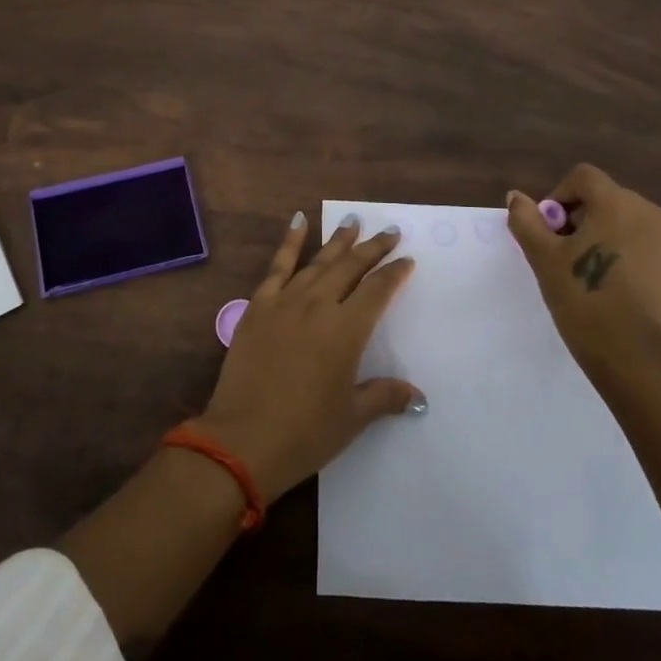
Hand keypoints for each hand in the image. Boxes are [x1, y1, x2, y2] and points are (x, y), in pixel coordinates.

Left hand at [194, 211, 423, 500]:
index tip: (407, 260)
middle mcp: (318, 305)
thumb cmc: (305, 432)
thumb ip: (384, 396)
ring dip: (338, 240)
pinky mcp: (258, 306)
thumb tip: (417, 396)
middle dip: (372, 247)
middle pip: (350, 267)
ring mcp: (285, 302)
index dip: (394, 273)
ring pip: (318, 261)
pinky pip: (277, 266)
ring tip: (353, 220)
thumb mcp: (352, 417)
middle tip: (389, 230)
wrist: (243, 440)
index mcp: (346, 330)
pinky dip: (290, 241)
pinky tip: (298, 221)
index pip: (378, 291)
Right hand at [507, 164, 660, 390]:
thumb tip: (516, 197)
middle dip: (581, 218)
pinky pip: (646, 243)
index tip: (549, 231)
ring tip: (590, 270)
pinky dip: (627, 252)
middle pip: (606, 198)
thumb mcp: (544, 258)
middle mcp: (652, 212)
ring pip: (627, 221)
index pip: (583, 178)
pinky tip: (615, 283)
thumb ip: (527, 220)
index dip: (558, 197)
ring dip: (605, 234)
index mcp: (618, 203)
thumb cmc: (584, 299)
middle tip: (564, 254)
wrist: (634, 357)